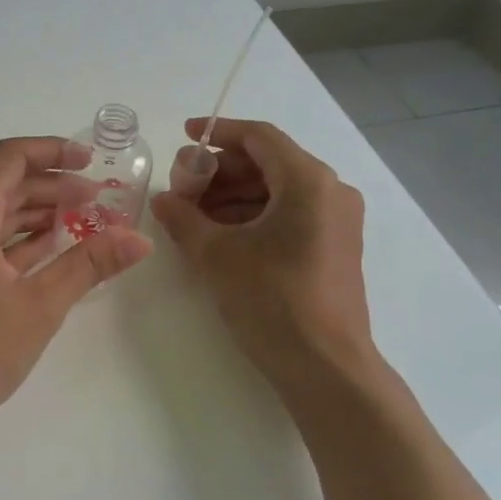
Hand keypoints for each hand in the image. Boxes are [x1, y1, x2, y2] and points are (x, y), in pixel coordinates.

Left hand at [0, 136, 152, 446]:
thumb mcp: (39, 306)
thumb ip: (89, 264)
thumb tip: (139, 240)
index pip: (9, 158)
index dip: (53, 152)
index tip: (91, 161)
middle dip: (50, 186)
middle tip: (96, 199)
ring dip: (31, 213)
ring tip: (78, 222)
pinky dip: (10, 239)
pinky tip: (43, 250)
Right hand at [150, 118, 375, 384]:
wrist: (325, 367)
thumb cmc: (271, 300)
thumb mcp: (216, 255)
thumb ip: (183, 218)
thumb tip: (163, 199)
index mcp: (308, 181)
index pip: (259, 137)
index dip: (218, 132)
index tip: (183, 136)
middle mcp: (330, 191)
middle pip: (269, 162)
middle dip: (221, 170)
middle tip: (182, 186)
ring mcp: (337, 221)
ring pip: (278, 190)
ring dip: (234, 195)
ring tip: (194, 214)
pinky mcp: (334, 247)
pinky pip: (290, 214)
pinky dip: (254, 216)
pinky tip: (221, 235)